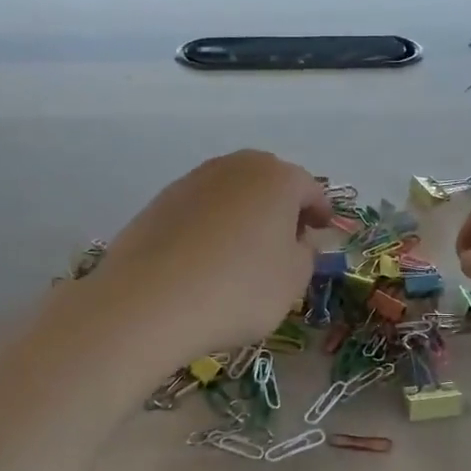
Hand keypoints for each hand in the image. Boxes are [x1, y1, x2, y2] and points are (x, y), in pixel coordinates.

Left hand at [84, 150, 330, 367]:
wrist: (149, 303)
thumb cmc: (239, 290)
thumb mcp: (293, 280)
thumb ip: (306, 253)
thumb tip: (298, 241)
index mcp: (277, 178)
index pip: (310, 188)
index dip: (320, 213)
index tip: (321, 234)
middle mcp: (235, 167)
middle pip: (268, 182)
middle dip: (281, 207)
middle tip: (286, 241)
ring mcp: (192, 180)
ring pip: (232, 193)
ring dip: (244, 215)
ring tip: (244, 253)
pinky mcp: (159, 202)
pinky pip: (200, 209)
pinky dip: (211, 226)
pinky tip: (207, 260)